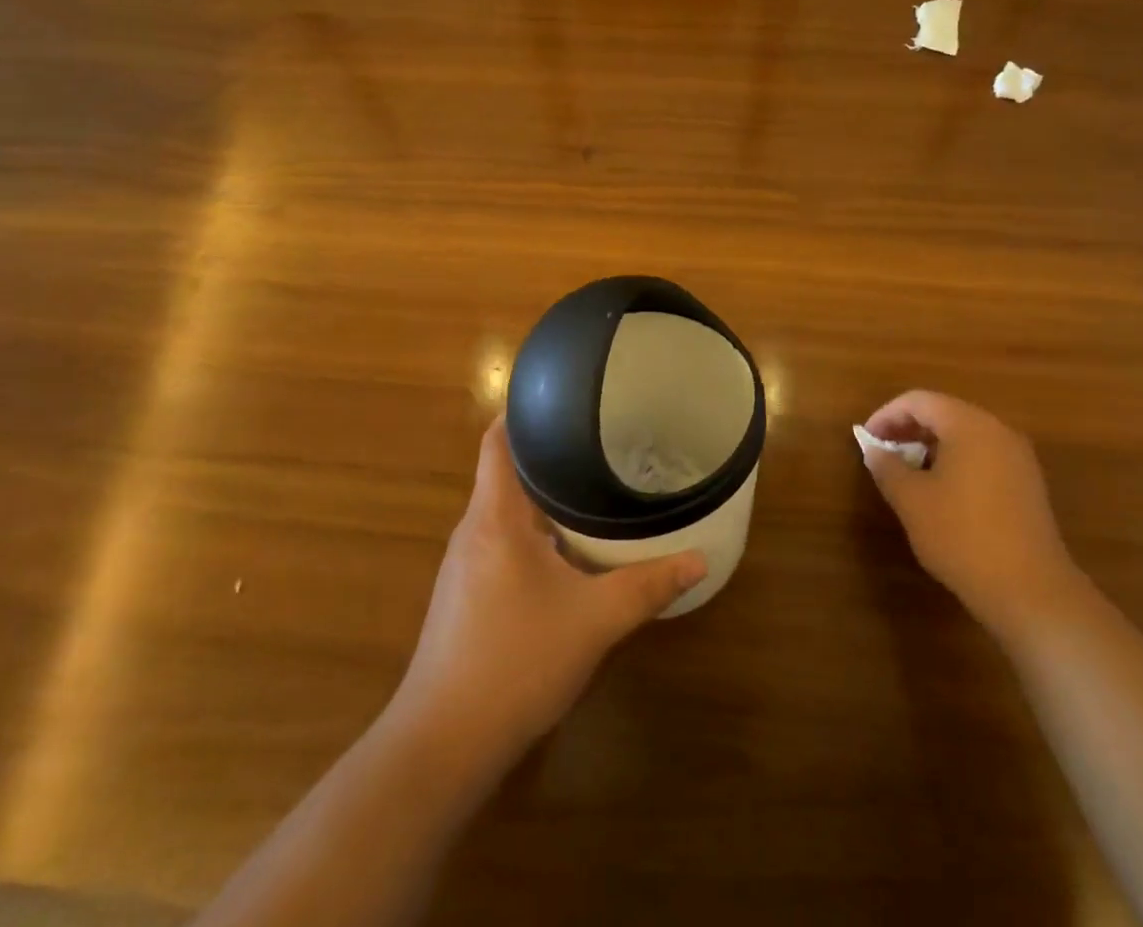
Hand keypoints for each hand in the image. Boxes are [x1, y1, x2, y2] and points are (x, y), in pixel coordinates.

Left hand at [392, 417, 706, 761]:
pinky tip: (568, 551)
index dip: (523, 411)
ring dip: (543, 499)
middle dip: (549, 455)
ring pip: (506, 512)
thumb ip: (647, 586)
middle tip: (600, 441)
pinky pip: (502, 543)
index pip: (498, 440)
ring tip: (592, 487)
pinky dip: (534, 533)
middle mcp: (473, 530)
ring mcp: (465, 566)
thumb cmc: (516, 661)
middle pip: (506, 472)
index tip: (564, 396)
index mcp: (494, 516)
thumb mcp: (594, 621)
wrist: (443, 745)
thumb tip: (700, 561)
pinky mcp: (465, 596)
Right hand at [861, 390, 1081, 634]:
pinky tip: (940, 493)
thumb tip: (875, 450)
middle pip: (944, 414)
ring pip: (964, 436)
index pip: (919, 401)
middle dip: (908, 429)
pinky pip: (982, 457)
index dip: (886, 415)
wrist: (1031, 592)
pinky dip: (955, 463)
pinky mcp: (1027, 485)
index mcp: (969, 425)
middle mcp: (998, 431)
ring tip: (906, 474)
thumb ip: (887, 467)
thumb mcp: (911, 500)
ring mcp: (1018, 458)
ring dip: (930, 447)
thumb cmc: (962, 536)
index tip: (866, 440)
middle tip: (882, 454)